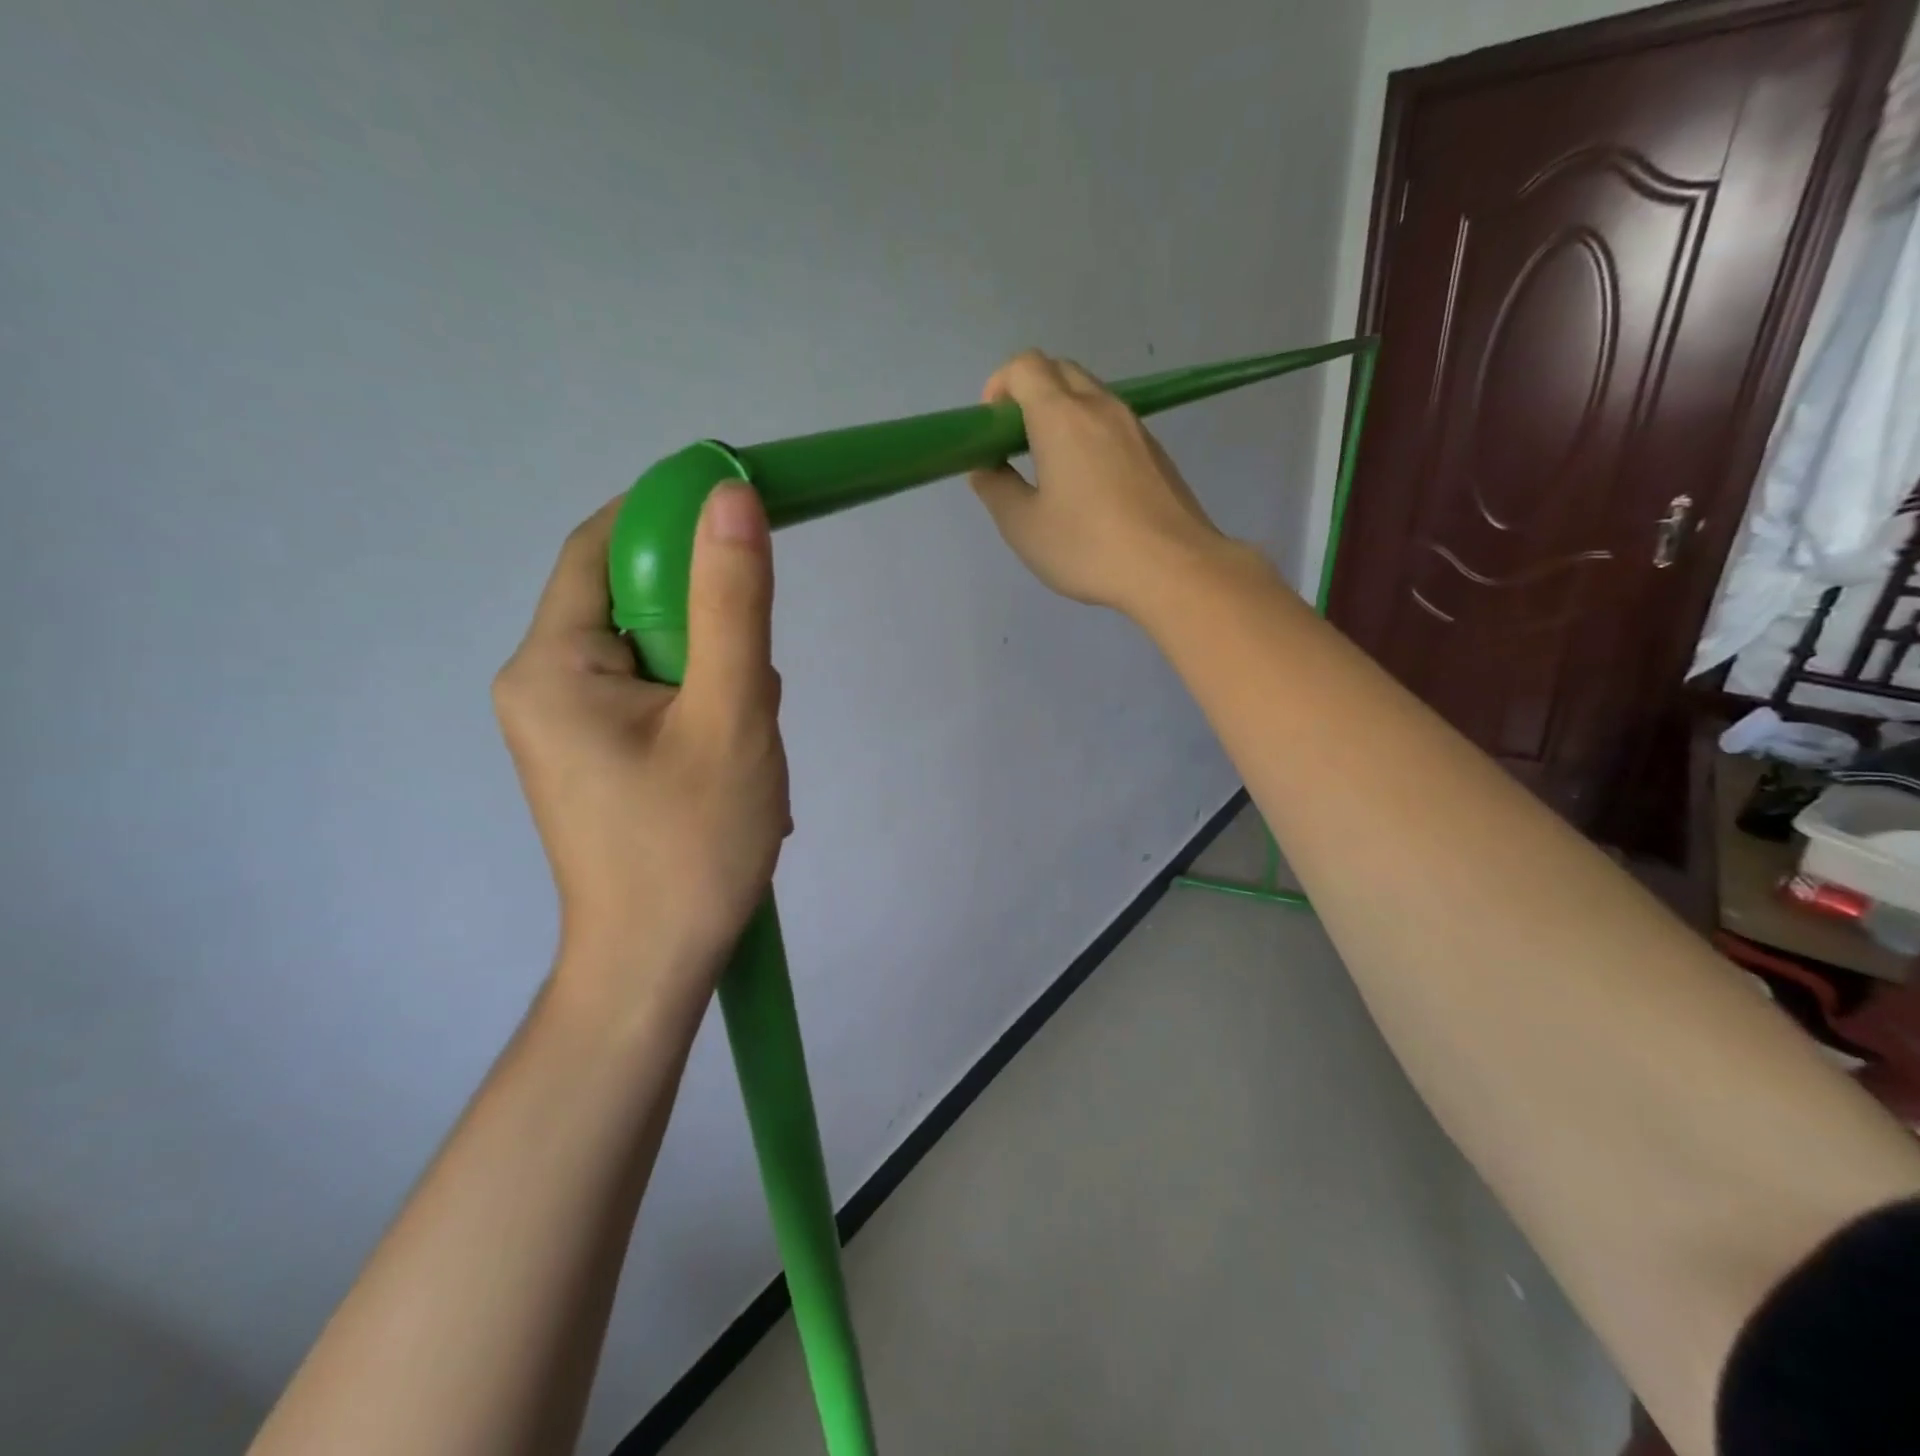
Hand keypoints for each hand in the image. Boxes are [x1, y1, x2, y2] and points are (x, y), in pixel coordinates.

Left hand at [493, 485, 789, 1010]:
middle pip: (642, 608)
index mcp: (550, 664)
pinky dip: (708, 716)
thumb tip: (730, 497)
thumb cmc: (692, 847)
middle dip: (716, 639)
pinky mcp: (596, 756)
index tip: (746, 523)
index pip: (604, 547)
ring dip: (722, 687)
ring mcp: (567, 725)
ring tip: (746, 757)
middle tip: (754, 704)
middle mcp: (541, 683)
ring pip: (664, 658)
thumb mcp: (731, 716)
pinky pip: (661, 700)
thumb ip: (734, 604)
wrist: (656, 967)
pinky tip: (731, 771)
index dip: (673, 520)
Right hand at [969, 350, 1236, 614]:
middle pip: (1060, 372)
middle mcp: (1101, 407)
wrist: (1174, 568)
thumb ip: (997, 490)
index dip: (999, 386)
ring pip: (1090, 397)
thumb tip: (987, 468)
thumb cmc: (1088, 547)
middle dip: (1030, 394)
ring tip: (1052, 468)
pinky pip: (1113, 425)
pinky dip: (1090, 435)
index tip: (991, 428)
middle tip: (1016, 444)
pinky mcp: (1156, 452)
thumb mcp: (1024, 527)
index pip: (1025, 366)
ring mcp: (1135, 427)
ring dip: (1062, 416)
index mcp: (1061, 416)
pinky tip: (1089, 487)